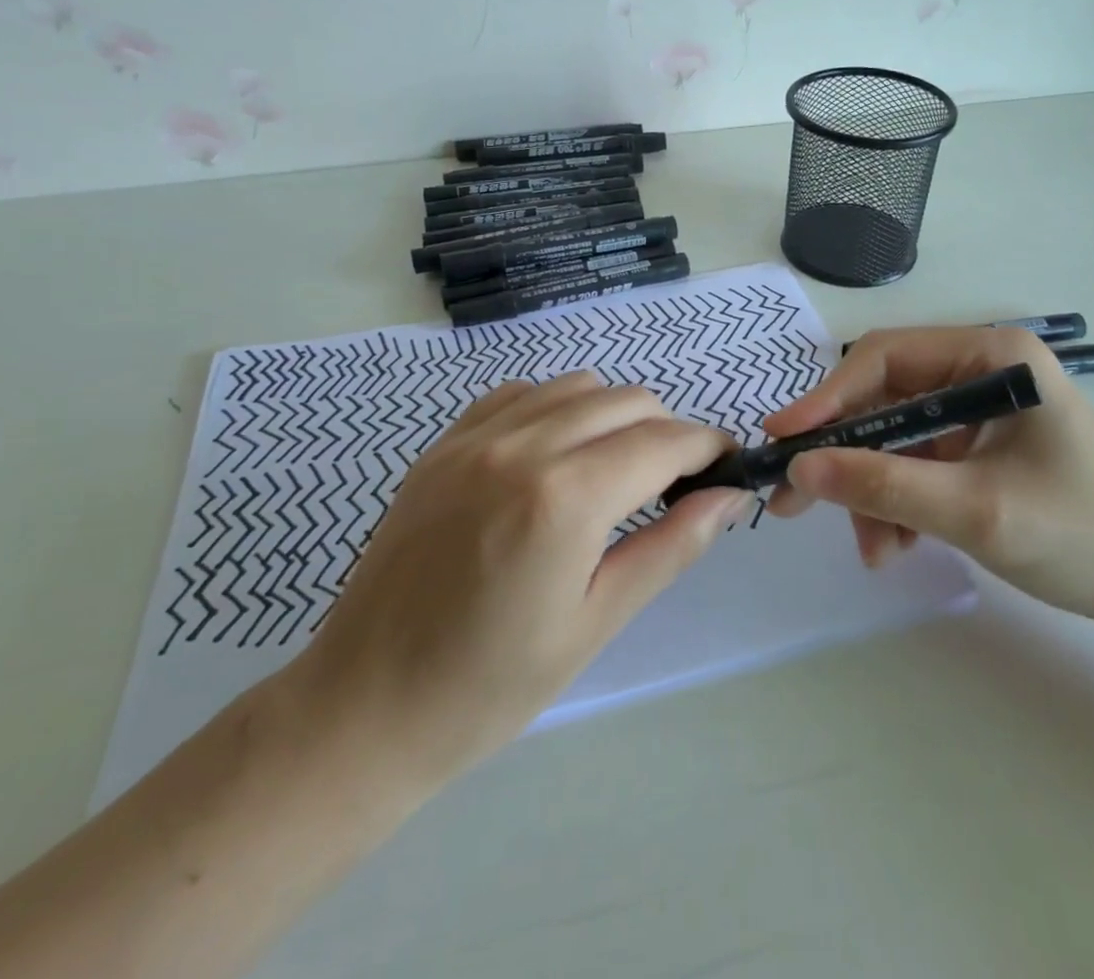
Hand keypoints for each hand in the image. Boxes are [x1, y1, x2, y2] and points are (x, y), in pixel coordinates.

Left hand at [293, 372, 745, 807]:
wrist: (364, 707)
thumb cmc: (490, 686)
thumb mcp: (597, 621)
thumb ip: (672, 546)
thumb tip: (729, 498)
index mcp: (565, 497)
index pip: (664, 442)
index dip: (707, 447)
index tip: (727, 466)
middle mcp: (522, 445)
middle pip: (628, 401)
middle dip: (668, 432)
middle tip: (673, 484)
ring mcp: (475, 437)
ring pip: (578, 386)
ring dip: (615, 415)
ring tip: (615, 469)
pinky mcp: (443, 443)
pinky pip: (521, 394)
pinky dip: (557, 409)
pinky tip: (554, 455)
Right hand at [764, 327, 1093, 631]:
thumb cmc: (1084, 535)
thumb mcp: (974, 510)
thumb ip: (882, 485)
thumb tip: (799, 471)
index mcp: (990, 356)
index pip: (886, 359)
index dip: (828, 398)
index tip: (783, 440)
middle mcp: (979, 371)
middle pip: (883, 400)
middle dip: (845, 455)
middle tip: (794, 501)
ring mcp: (978, 410)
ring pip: (894, 439)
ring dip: (873, 491)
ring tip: (875, 550)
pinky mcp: (978, 447)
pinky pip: (916, 464)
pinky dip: (898, 502)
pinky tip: (899, 545)